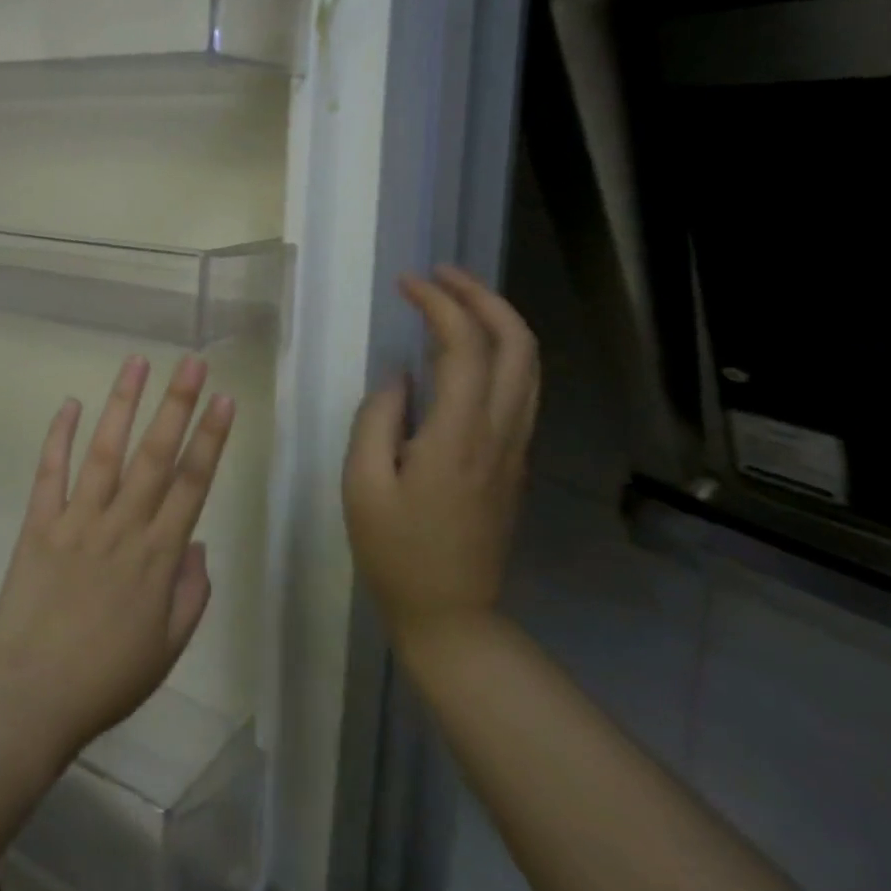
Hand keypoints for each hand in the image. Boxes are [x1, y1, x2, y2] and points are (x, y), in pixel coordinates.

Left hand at [0, 353, 234, 767]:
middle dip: (177, 404)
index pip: (192, 483)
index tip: (224, 399)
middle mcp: (122, 525)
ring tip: (136, 362)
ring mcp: (77, 520)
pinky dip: (59, 436)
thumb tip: (197, 543)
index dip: (211, 438)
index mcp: (158, 555)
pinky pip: (51, 472)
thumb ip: (192, 593)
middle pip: (155, 455)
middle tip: (192, 362)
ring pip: (105, 451)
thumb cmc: (107, 678)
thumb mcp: (168, 648)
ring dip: (122, 403)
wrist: (31, 695)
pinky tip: (70, 404)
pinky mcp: (39, 523)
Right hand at [343, 268, 539, 645]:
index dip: (439, 304)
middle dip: (483, 296)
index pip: (464, 346)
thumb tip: (401, 377)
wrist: (451, 614)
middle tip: (441, 276)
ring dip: (498, 320)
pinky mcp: (514, 460)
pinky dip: (500, 350)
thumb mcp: (361, 484)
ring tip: (455, 299)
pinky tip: (465, 350)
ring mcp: (515, 447)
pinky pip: (521, 388)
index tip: (406, 283)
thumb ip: (377, 419)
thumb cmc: (395, 551)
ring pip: (529, 364)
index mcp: (459, 436)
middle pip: (518, 344)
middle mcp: (500, 432)